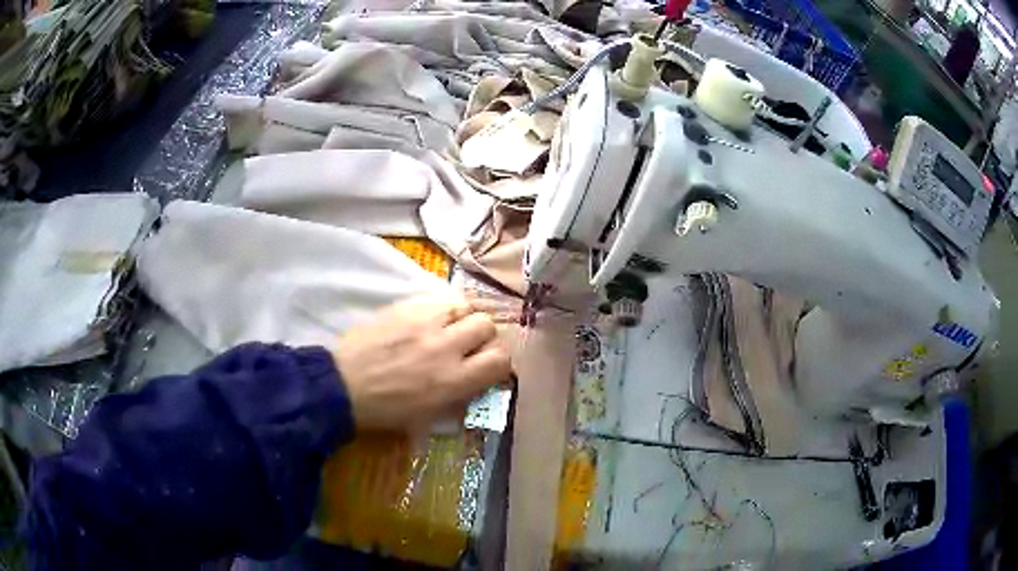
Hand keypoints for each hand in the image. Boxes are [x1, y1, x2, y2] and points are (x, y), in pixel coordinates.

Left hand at [333, 294, 512, 431]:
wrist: (344, 385)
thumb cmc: (386, 410)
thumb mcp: (429, 417)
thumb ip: (460, 397)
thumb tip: (477, 382)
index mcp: (453, 381)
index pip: (501, 359)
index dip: (500, 361)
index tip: (488, 365)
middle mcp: (446, 347)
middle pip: (487, 325)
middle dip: (483, 336)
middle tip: (468, 345)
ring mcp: (426, 323)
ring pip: (466, 306)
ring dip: (464, 318)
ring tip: (450, 328)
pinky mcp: (407, 307)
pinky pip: (439, 299)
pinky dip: (442, 309)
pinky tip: (430, 320)